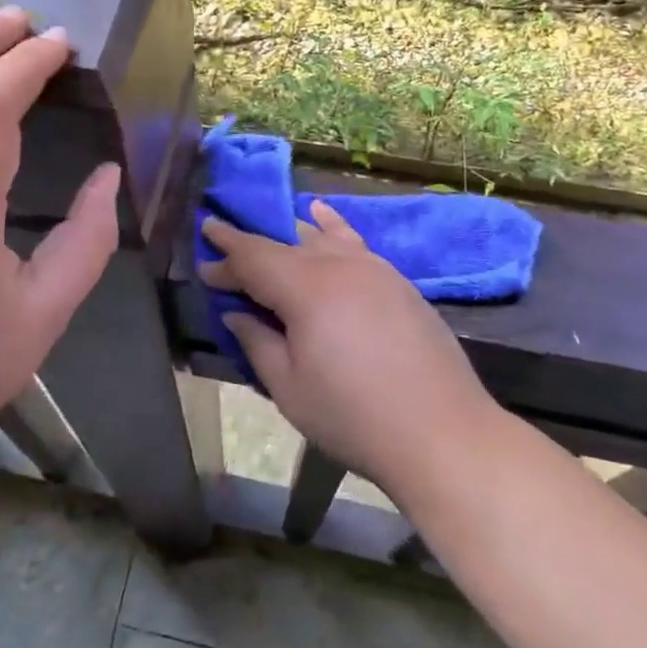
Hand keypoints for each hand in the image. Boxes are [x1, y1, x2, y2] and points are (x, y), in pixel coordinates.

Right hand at [202, 203, 497, 501]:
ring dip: (287, 235)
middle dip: (251, 249)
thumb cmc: (354, 417)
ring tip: (264, 231)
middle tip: (225, 255)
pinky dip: (331, 225)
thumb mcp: (289, 388)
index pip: (253, 258)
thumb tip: (236, 312)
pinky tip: (320, 215)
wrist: (443, 433)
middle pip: (284, 245)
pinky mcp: (397, 280)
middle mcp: (338, 264)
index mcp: (306, 288)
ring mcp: (373, 268)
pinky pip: (354, 241)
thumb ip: (257, 341)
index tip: (203, 254)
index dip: (225, 255)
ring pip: (319, 238)